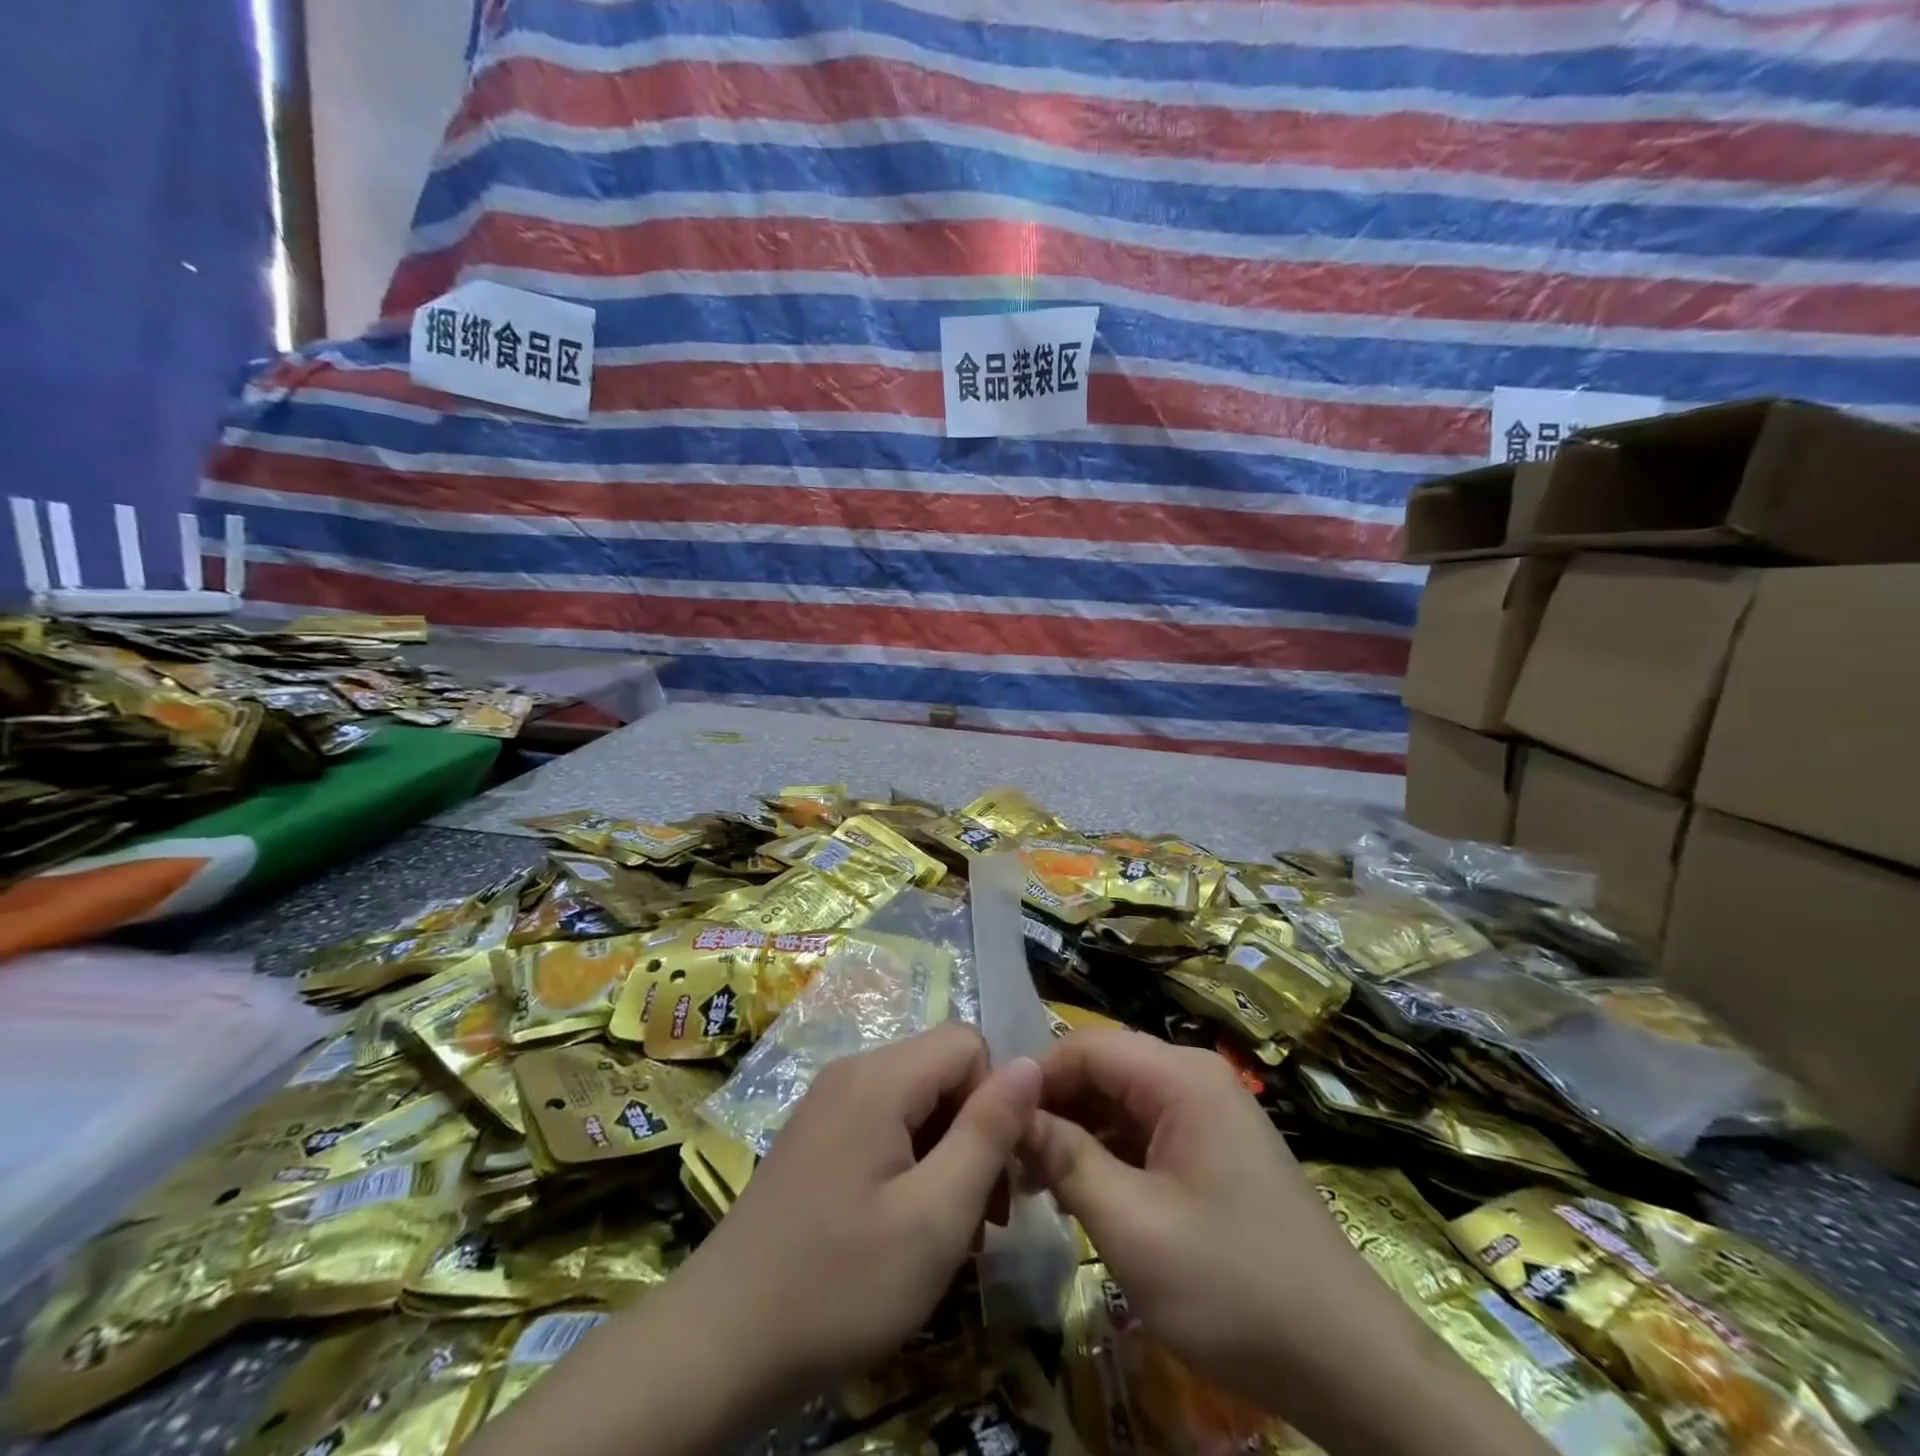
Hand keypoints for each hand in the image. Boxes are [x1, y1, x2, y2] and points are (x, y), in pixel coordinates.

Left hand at [678, 1023, 1041, 1399]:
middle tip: (979, 1217)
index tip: (994, 1175)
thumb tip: (1032, 1063)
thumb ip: (988, 1132)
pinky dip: (910, 1162)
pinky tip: (903, 1225)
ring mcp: (828, 1102)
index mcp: (880, 1077)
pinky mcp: (816, 1134)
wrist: (719, 1342)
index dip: (994, 1100)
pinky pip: (884, 1122)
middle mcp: (852, 1071)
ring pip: (917, 1100)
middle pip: (942, 1070)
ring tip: (945, 1231)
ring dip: (945, 1154)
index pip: (968, 1043)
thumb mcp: (935, 1217)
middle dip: (973, 1132)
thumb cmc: (840, 1282)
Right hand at [1022, 1029, 1362, 1405]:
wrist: (1349, 1364)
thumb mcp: (1132, 1225)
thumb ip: (1066, 1158)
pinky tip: (1081, 1195)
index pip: (1085, 1046)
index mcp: (1180, 1076)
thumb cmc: (1233, 1285)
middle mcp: (1194, 1079)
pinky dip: (1108, 1156)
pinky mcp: (1214, 1150)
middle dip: (1053, 1110)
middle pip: (1103, 1071)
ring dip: (1076, 1136)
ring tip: (1034, 1185)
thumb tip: (1011, 1113)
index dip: (1034, 1078)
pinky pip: (1145, 1133)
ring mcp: (1208, 1114)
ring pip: (1120, 1103)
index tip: (992, 1124)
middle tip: (1008, 1163)